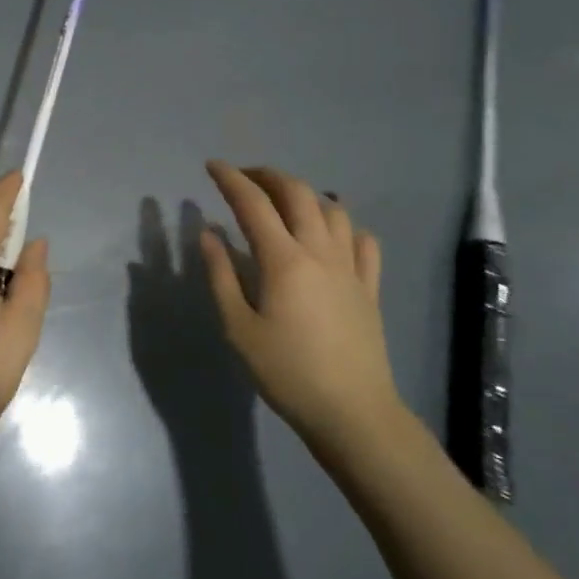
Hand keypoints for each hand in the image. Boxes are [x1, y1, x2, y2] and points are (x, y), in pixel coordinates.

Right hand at [198, 161, 404, 465]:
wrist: (352, 412)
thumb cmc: (286, 372)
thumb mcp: (238, 328)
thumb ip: (221, 275)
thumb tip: (209, 233)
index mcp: (283, 260)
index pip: (253, 203)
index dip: (230, 179)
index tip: (212, 166)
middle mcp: (320, 252)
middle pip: (297, 194)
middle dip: (268, 176)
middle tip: (244, 177)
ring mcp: (350, 268)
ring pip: (333, 210)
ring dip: (306, 194)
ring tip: (284, 200)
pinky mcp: (369, 287)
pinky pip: (363, 242)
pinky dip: (344, 226)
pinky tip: (332, 234)